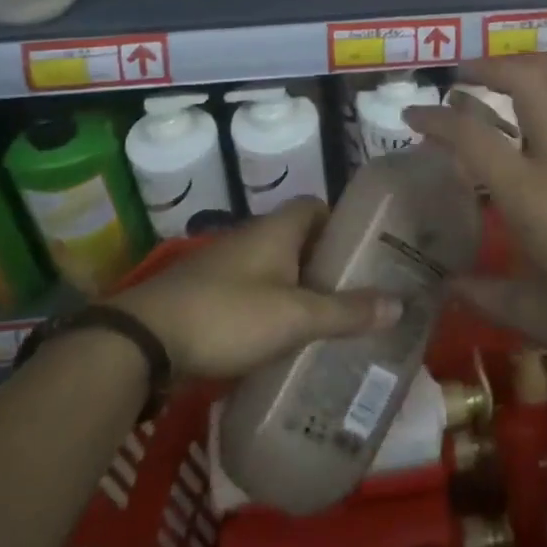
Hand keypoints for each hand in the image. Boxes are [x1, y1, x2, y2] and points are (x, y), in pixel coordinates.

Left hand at [111, 200, 401, 379]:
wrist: (145, 341)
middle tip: (358, 290)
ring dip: (300, 288)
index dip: (342, 222)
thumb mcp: (296, 317)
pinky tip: (286, 340)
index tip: (366, 249)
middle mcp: (253, 238)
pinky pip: (253, 294)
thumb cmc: (229, 315)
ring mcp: (227, 267)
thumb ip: (347, 312)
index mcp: (277, 229)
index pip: (316, 206)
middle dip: (326, 262)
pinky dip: (273, 309)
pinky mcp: (208, 296)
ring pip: (276, 270)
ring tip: (331, 319)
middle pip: (299, 239)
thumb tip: (401, 304)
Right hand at [406, 56, 546, 378]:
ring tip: (511, 72)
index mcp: (532, 195)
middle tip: (464, 78)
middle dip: (488, 67)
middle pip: (527, 83)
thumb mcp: (534, 318)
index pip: (473, 138)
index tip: (414, 117)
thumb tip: (445, 285)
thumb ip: (483, 296)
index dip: (436, 120)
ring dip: (535, 65)